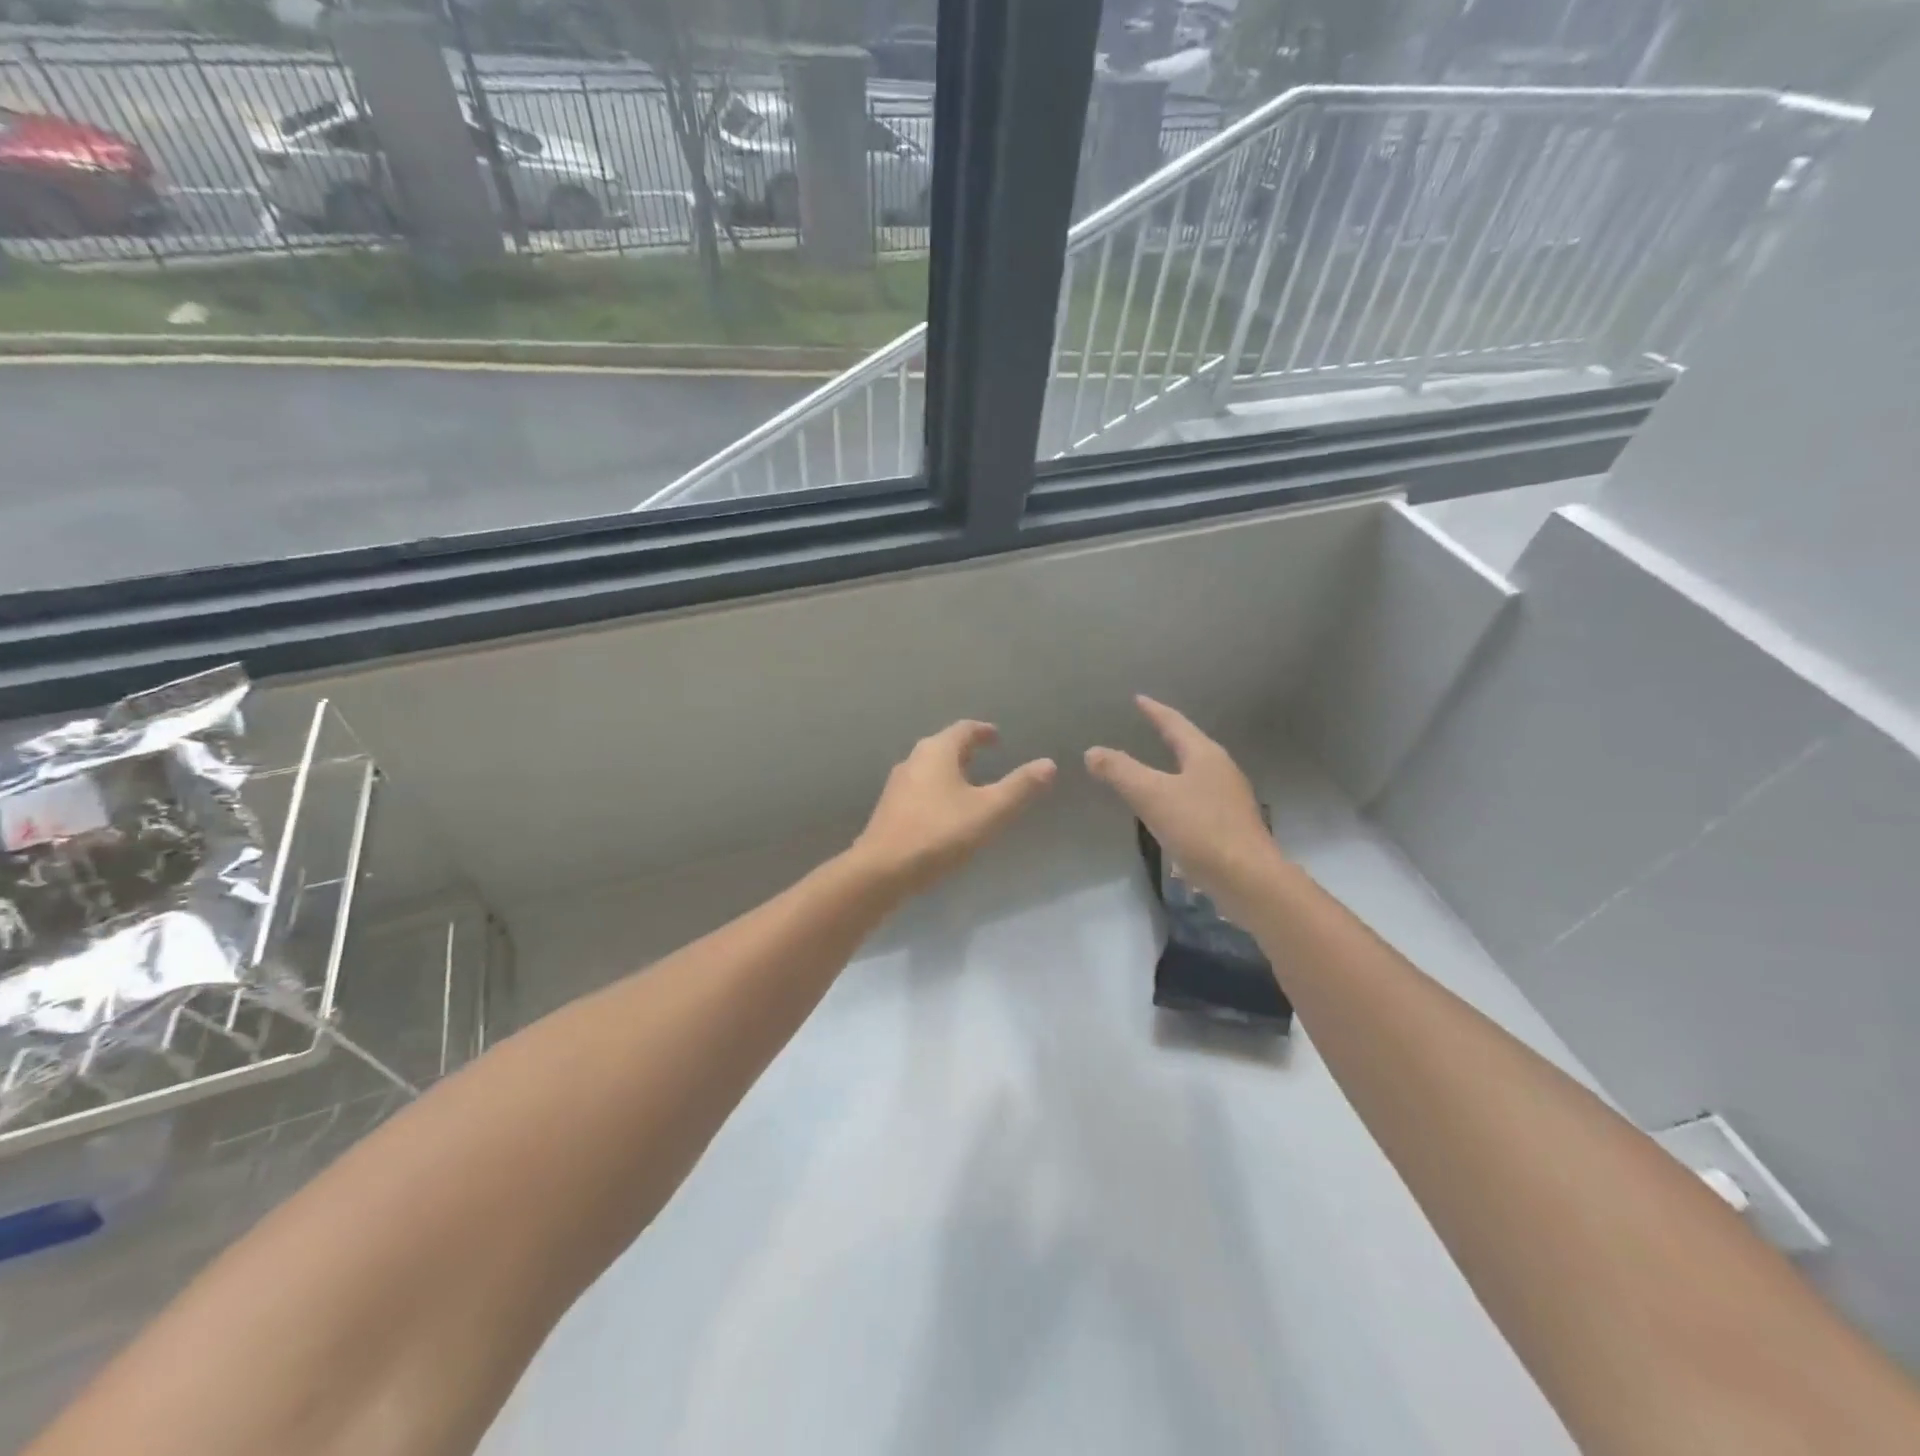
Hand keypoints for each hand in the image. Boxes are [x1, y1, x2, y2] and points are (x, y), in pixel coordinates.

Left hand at [851, 721, 1056, 897]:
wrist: (882, 870)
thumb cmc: (940, 833)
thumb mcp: (990, 811)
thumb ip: (1020, 787)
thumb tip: (1048, 764)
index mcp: (937, 751)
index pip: (964, 729)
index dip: (983, 731)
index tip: (997, 737)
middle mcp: (913, 760)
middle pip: (943, 746)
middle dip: (965, 751)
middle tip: (986, 758)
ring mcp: (897, 785)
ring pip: (929, 769)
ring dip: (950, 772)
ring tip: (969, 786)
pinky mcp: (889, 809)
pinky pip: (919, 790)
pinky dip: (937, 791)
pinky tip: (945, 812)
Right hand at [1085, 696, 1283, 922]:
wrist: (1248, 879)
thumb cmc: (1199, 829)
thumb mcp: (1151, 796)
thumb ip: (1120, 771)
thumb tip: (1093, 751)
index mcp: (1205, 755)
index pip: (1175, 723)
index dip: (1154, 711)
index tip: (1138, 699)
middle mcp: (1222, 770)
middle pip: (1190, 746)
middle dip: (1168, 737)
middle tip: (1147, 728)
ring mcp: (1230, 799)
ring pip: (1196, 774)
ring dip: (1174, 768)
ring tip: (1154, 769)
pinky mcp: (1231, 826)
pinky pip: (1198, 800)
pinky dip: (1179, 796)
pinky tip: (1169, 811)